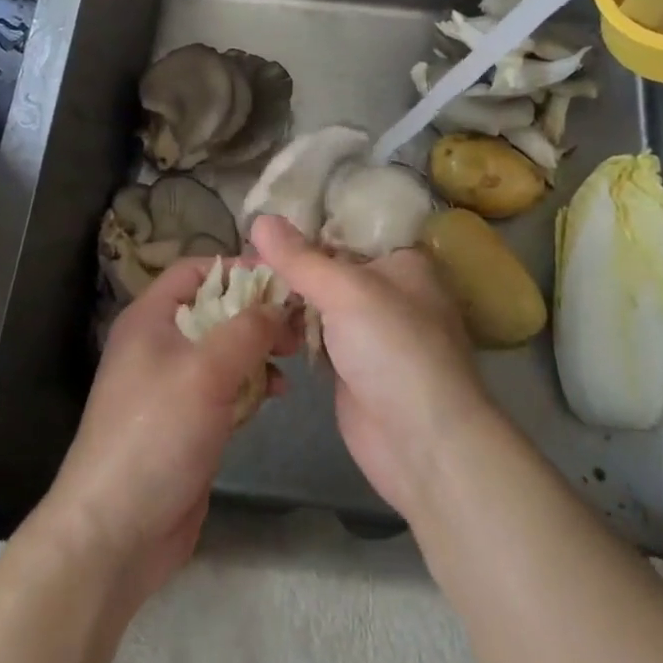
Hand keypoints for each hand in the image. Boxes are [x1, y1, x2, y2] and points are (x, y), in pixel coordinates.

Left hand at [41, 258, 297, 600]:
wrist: (115, 533)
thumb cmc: (157, 434)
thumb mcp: (206, 370)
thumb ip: (247, 330)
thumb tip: (277, 305)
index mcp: (150, 319)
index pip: (195, 270)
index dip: (236, 269)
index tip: (281, 280)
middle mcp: (159, 344)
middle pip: (215, 309)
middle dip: (256, 313)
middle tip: (297, 324)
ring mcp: (172, 385)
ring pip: (224, 350)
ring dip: (259, 350)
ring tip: (293, 358)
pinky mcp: (187, 422)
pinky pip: (225, 388)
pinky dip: (251, 384)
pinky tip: (277, 394)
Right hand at [252, 215, 493, 520]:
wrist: (423, 443)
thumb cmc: (394, 348)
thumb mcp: (346, 291)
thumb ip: (300, 258)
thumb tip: (259, 218)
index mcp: (401, 261)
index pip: (347, 230)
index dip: (305, 227)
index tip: (260, 223)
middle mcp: (388, 291)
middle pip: (329, 268)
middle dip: (289, 267)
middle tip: (239, 260)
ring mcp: (370, 332)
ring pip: (319, 305)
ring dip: (285, 301)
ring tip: (238, 287)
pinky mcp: (352, 367)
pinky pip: (315, 338)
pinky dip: (291, 332)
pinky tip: (256, 322)